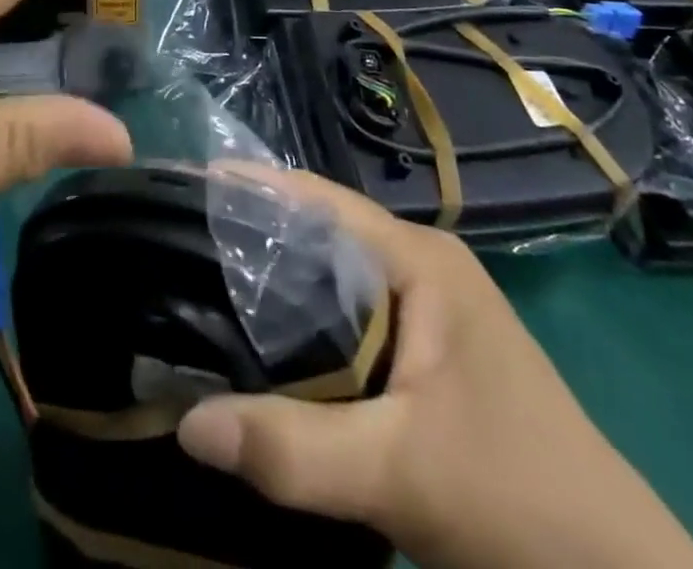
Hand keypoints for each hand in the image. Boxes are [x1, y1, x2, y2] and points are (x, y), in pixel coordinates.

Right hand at [176, 172, 692, 568]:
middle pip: (318, 237)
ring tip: (197, 292)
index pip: (318, 200)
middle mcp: (419, 269)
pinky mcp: (422, 357)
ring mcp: (425, 314)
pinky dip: (300, 331)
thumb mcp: (401, 473)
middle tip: (172, 248)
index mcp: (420, 260)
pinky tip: (258, 353)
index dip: (250, 191)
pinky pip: (345, 324)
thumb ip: (294, 448)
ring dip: (273, 290)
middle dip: (250, 241)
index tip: (181, 193)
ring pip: (330, 283)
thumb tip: (186, 424)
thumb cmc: (519, 501)